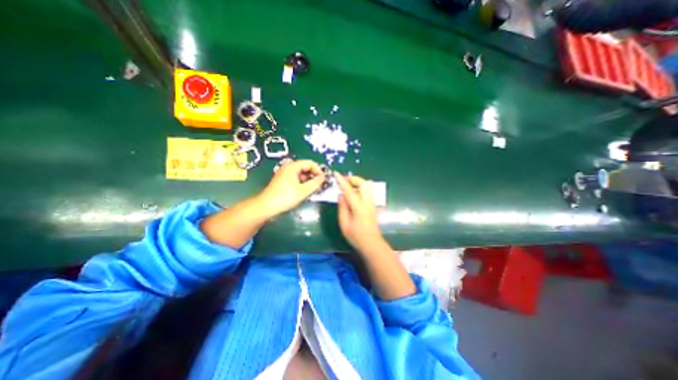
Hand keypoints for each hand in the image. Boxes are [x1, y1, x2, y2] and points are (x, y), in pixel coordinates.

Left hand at [258, 159, 325, 216]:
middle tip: (320, 186)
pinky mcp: (283, 181)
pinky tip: (305, 192)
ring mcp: (285, 174)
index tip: (323, 180)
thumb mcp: (304, 191)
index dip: (319, 171)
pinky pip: (296, 179)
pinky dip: (302, 184)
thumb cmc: (286, 197)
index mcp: (293, 167)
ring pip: (301, 174)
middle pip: (306, 168)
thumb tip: (323, 178)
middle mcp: (288, 168)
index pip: (310, 163)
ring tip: (313, 190)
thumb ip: (316, 183)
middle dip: (314, 176)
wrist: (266, 207)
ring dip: (309, 181)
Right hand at [334, 172, 383, 252]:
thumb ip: (342, 207)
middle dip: (353, 179)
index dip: (342, 181)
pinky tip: (352, 194)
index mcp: (359, 207)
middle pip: (364, 183)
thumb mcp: (344, 223)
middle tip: (344, 181)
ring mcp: (371, 203)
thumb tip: (341, 195)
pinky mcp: (372, 205)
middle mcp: (367, 202)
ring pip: (367, 186)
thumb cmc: (356, 236)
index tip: (336, 174)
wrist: (371, 243)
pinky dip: (359, 188)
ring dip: (357, 183)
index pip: (350, 190)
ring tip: (347, 187)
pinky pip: (366, 191)